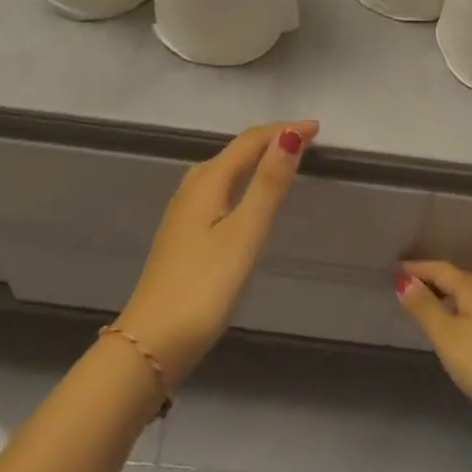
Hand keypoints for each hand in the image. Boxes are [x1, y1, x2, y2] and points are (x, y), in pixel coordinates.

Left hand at [116, 121, 318, 388]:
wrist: (152, 342)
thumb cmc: (204, 286)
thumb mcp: (245, 233)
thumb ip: (268, 183)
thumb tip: (291, 134)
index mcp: (208, 181)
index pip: (250, 141)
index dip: (284, 130)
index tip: (319, 128)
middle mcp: (193, 187)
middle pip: (236, 151)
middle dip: (271, 140)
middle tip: (308, 141)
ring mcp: (184, 212)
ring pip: (226, 170)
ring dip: (256, 160)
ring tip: (284, 161)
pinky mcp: (183, 234)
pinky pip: (219, 190)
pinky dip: (242, 181)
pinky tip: (247, 198)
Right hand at [395, 261, 471, 433]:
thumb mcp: (448, 337)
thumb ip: (425, 308)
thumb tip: (405, 280)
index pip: (438, 269)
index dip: (416, 268)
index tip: (395, 269)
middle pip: (456, 278)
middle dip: (432, 279)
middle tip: (408, 286)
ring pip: (469, 295)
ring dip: (448, 296)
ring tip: (430, 305)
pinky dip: (463, 310)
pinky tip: (460, 326)